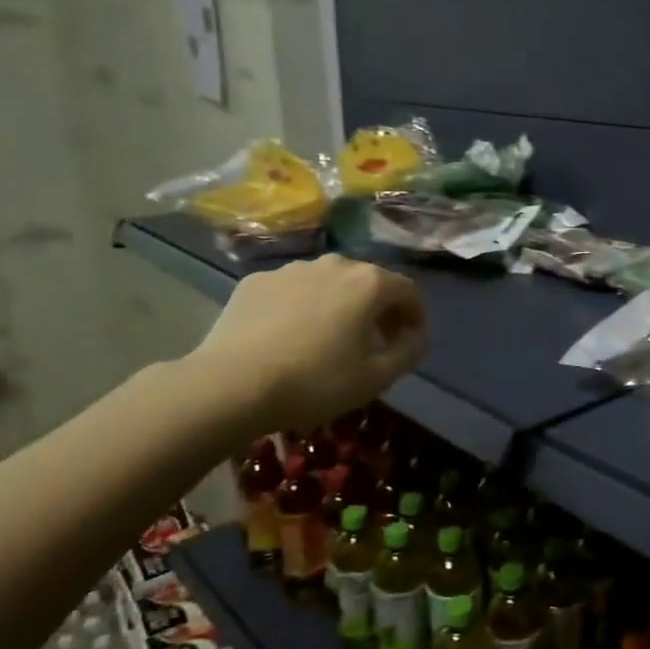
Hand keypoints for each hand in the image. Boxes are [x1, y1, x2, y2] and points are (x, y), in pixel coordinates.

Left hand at [183, 255, 426, 439]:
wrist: (232, 384)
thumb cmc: (317, 381)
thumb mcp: (378, 377)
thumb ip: (409, 351)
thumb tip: (417, 337)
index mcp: (369, 283)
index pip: (408, 290)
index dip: (415, 315)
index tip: (411, 341)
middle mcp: (333, 264)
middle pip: (368, 281)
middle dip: (379, 309)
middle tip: (376, 341)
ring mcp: (290, 269)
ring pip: (328, 283)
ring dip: (340, 305)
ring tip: (331, 339)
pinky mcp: (255, 281)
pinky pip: (292, 291)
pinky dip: (302, 307)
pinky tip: (290, 337)